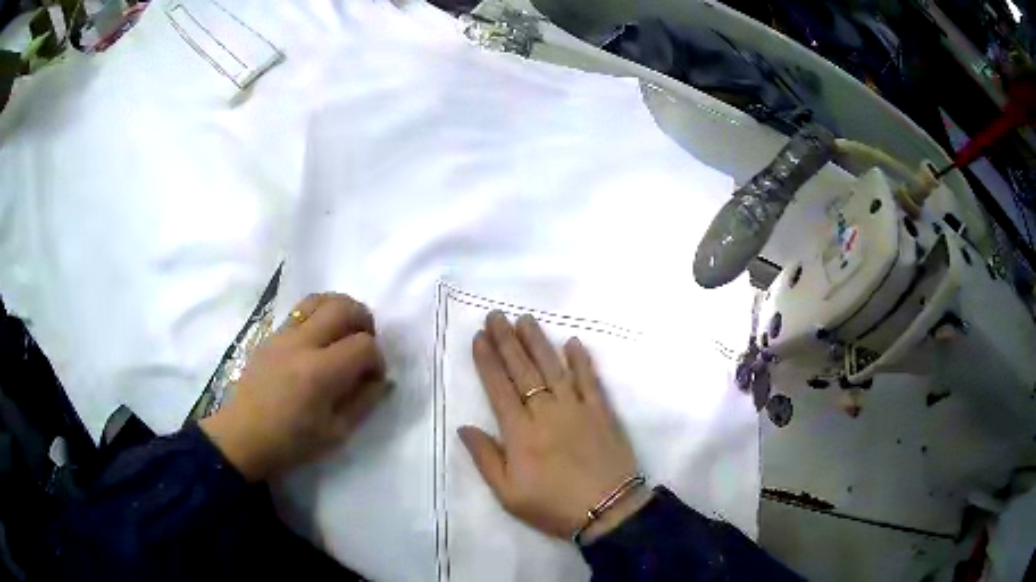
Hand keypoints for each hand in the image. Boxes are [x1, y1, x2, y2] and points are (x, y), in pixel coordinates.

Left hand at [201, 293, 387, 481]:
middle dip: (364, 321)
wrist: (243, 436)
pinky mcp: (271, 335)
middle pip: (344, 308)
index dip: (377, 360)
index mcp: (320, 373)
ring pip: (320, 299)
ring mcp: (283, 335)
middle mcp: (302, 344)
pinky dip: (318, 315)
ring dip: (341, 310)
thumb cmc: (291, 443)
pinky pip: (300, 310)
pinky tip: (318, 340)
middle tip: (365, 344)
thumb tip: (380, 379)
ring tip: (344, 333)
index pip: (364, 345)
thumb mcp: (336, 433)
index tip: (373, 378)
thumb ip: (363, 402)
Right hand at [460, 311, 650, 542]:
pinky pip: (590, 380)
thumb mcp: (507, 494)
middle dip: (507, 340)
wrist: (607, 510)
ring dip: (538, 342)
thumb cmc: (553, 505)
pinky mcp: (602, 411)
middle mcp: (546, 412)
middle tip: (496, 316)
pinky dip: (582, 360)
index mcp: (520, 432)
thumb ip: (485, 458)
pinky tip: (573, 342)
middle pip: (523, 370)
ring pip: (554, 367)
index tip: (479, 337)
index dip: (487, 361)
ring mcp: (577, 408)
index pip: (499, 388)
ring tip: (525, 319)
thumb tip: (464, 427)